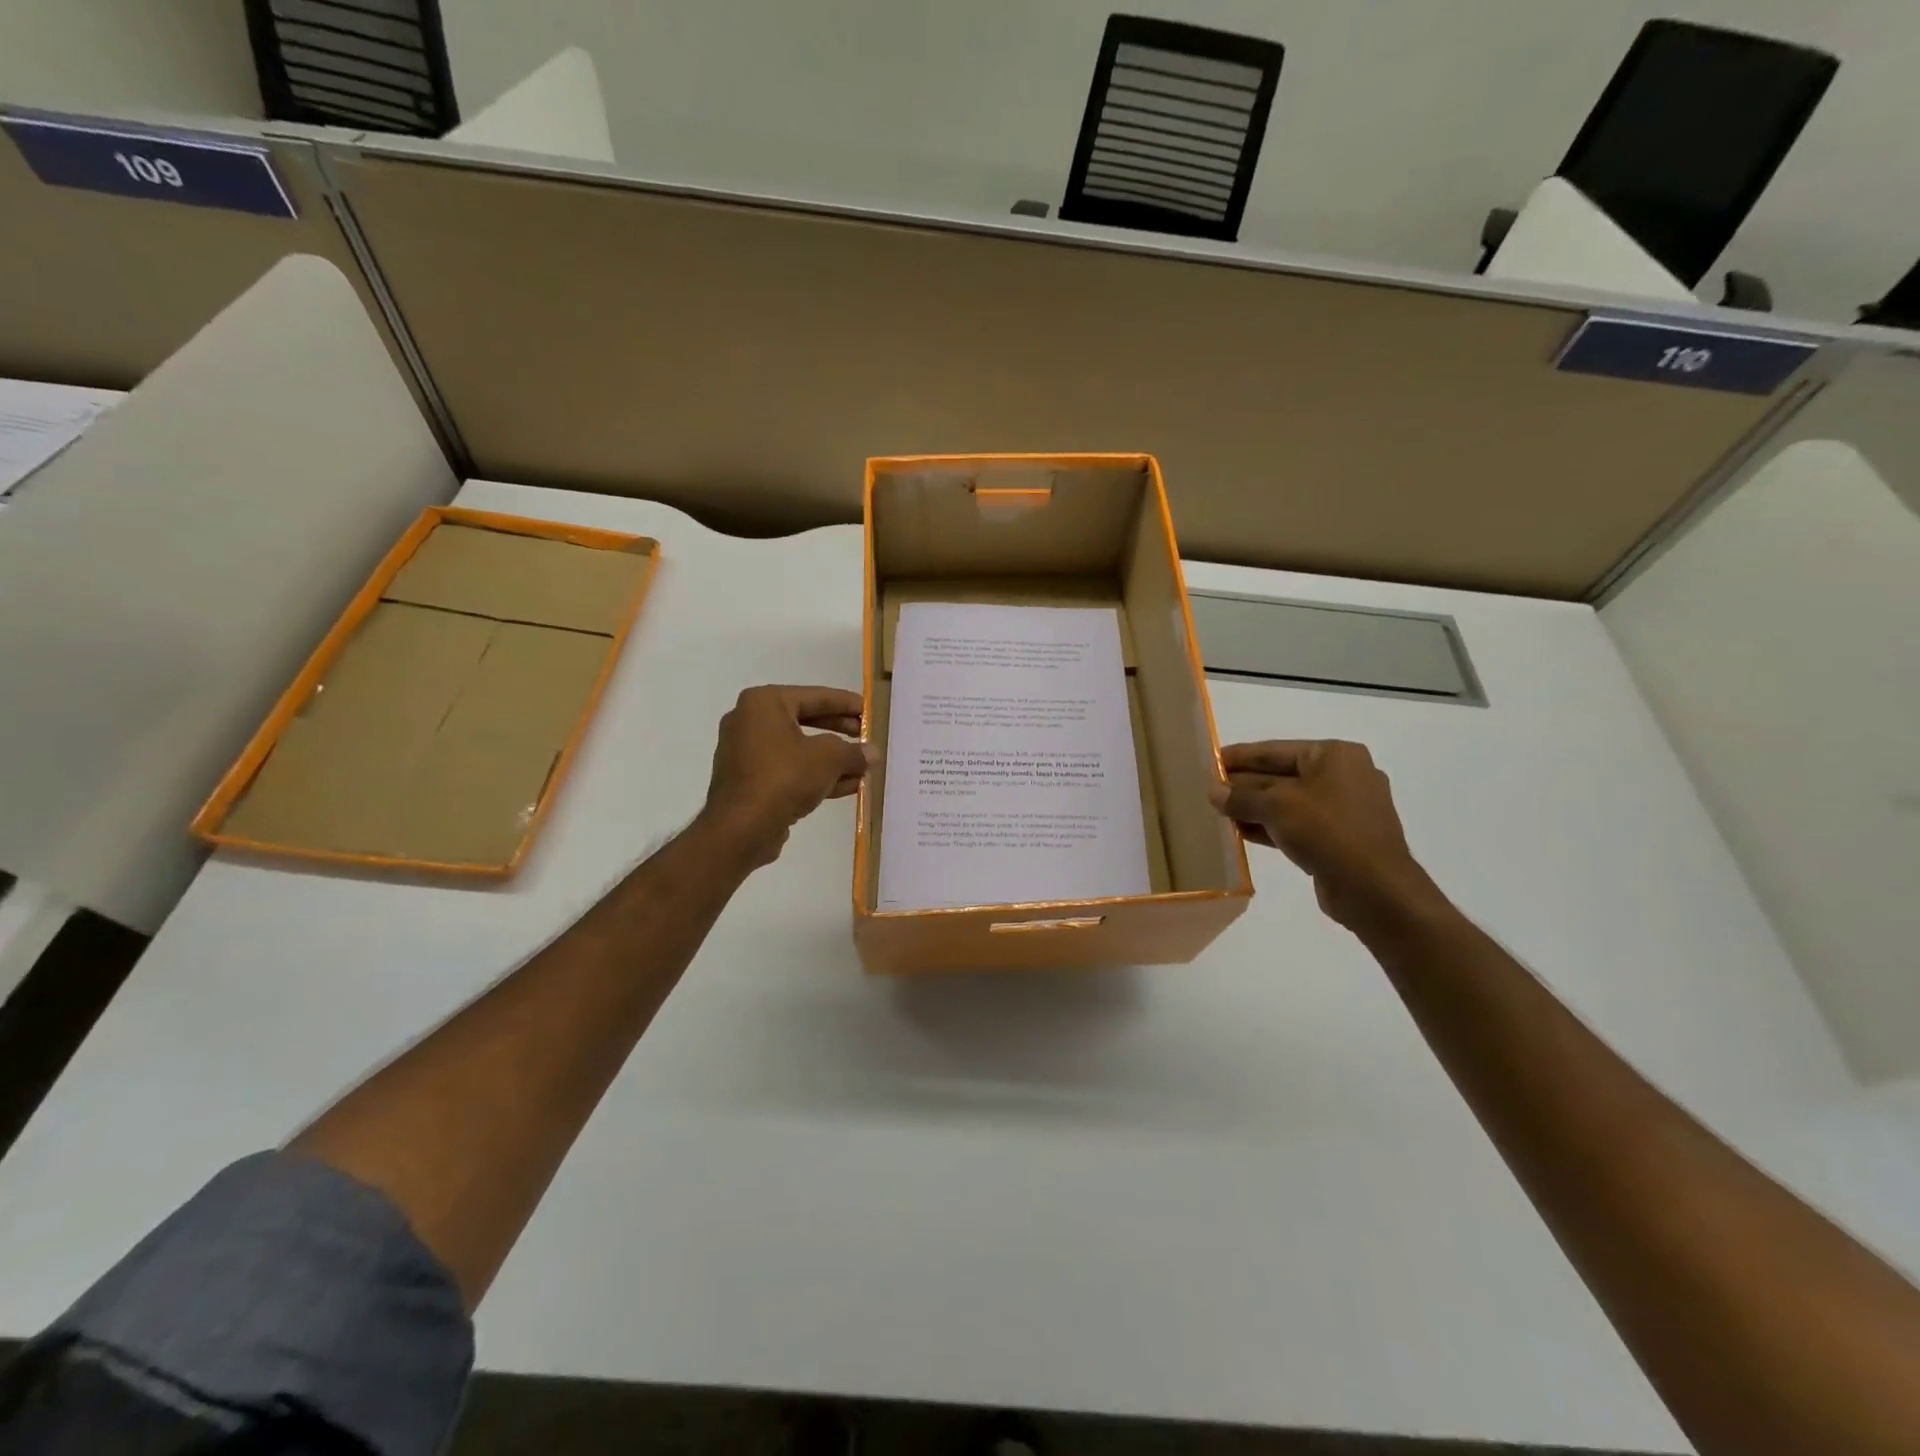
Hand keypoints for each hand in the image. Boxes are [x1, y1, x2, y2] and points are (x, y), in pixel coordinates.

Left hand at [699, 685, 869, 869]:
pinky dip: (815, 775)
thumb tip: (872, 753)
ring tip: (862, 767)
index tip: (869, 711)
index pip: (814, 696)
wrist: (741, 828)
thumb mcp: (829, 758)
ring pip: (798, 749)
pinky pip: (788, 770)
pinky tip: (847, 786)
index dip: (846, 703)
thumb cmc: (784, 777)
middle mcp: (750, 722)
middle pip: (805, 721)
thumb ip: (854, 752)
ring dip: (832, 759)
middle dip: (840, 732)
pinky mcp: (749, 781)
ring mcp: (746, 753)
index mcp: (764, 703)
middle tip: (866, 736)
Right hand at [1209, 740, 1446, 933]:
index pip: (1274, 750)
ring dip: (1254, 808)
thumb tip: (1212, 791)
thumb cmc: (1327, 831)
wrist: (1374, 888)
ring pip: (1287, 802)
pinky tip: (1241, 832)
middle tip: (1208, 790)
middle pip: (1280, 775)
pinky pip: (1297, 824)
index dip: (1239, 756)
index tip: (1209, 761)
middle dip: (1244, 784)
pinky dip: (1270, 826)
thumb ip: (1240, 797)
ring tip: (1218, 812)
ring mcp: (1343, 809)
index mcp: (1334, 755)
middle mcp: (1342, 776)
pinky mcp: (1340, 838)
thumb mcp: (1276, 807)